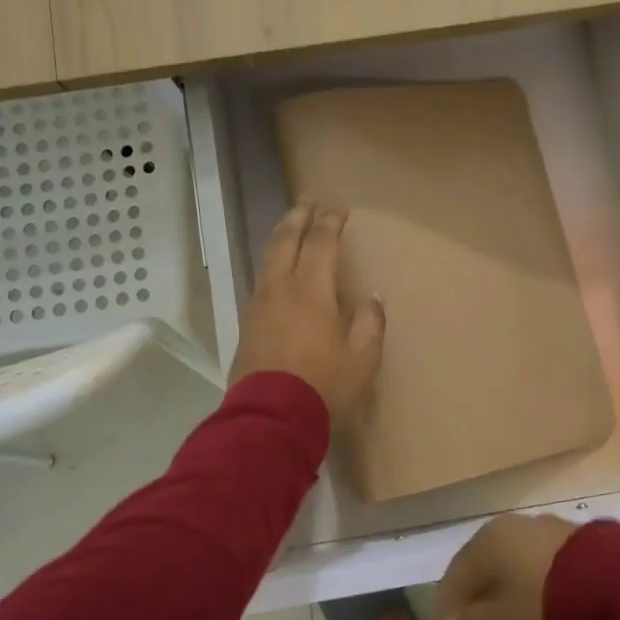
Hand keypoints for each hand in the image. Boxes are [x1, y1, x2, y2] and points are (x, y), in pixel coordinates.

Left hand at [230, 203, 385, 424]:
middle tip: (309, 200)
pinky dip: (273, 265)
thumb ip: (369, 324)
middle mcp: (281, 290)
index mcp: (311, 292)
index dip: (331, 222)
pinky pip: (261, 282)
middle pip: (286, 241)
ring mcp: (259, 307)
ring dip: (282, 237)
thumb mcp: (362, 359)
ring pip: (268, 260)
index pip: (321, 243)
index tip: (339, 209)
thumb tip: (372, 298)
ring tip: (291, 227)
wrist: (270, 419)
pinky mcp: (247, 326)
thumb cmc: (324, 387)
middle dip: (299, 216)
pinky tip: (277, 272)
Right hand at [432, 513, 577, 619]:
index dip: (448, 604)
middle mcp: (517, 526)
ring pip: (520, 566)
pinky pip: (548, 570)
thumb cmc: (543, 604)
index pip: (457, 572)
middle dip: (482, 597)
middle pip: (489, 566)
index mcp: (489, 538)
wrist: (617, 590)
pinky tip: (546, 614)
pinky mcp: (584, 545)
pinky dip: (539, 591)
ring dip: (512, 594)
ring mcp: (553, 531)